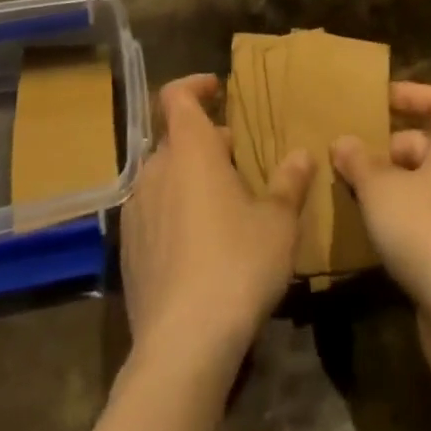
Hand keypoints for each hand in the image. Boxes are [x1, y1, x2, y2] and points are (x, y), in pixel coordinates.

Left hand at [121, 75, 314, 367]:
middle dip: (205, 142)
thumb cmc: (236, 264)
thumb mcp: (277, 223)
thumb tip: (302, 154)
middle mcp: (155, 169)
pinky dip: (173, 212)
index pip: (177, 96)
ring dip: (189, 178)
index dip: (195, 85)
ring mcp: (136, 210)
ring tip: (221, 203)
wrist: (182, 345)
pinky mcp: (128, 250)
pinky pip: (153, 213)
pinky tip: (198, 245)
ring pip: (164, 176)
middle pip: (175, 138)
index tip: (216, 89)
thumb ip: (288, 183)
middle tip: (237, 158)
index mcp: (189, 149)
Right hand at [331, 82, 430, 313]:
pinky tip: (374, 230)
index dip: (409, 94)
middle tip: (353, 154)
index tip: (377, 100)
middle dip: (390, 147)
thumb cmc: (428, 229)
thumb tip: (342, 142)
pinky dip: (406, 217)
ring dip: (395, 184)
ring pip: (429, 183)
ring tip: (354, 191)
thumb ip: (359, 160)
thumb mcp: (380, 188)